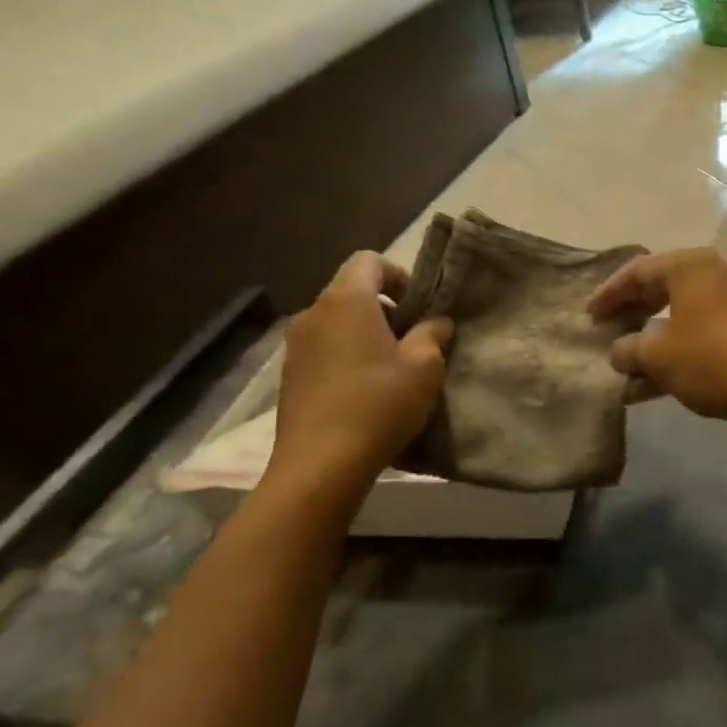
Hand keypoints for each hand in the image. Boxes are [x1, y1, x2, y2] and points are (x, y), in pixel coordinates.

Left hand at [263, 253, 451, 506]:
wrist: (320, 466)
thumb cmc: (378, 404)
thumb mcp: (424, 366)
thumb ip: (433, 334)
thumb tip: (437, 322)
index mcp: (346, 301)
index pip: (369, 261)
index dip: (398, 276)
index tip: (418, 308)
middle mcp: (314, 313)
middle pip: (352, 291)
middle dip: (385, 307)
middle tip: (412, 339)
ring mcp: (296, 345)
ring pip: (337, 321)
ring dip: (365, 333)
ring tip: (390, 367)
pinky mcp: (289, 375)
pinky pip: (323, 348)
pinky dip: (346, 355)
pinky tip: (364, 389)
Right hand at [586, 248, 726, 434]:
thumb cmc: (713, 358)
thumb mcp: (659, 355)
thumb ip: (630, 349)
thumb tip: (619, 351)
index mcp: (691, 266)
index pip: (638, 271)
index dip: (609, 293)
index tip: (589, 315)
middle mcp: (715, 275)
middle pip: (661, 291)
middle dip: (631, 315)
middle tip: (606, 333)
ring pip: (681, 319)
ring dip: (652, 343)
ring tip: (624, 368)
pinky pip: (702, 338)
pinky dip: (677, 356)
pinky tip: (652, 388)